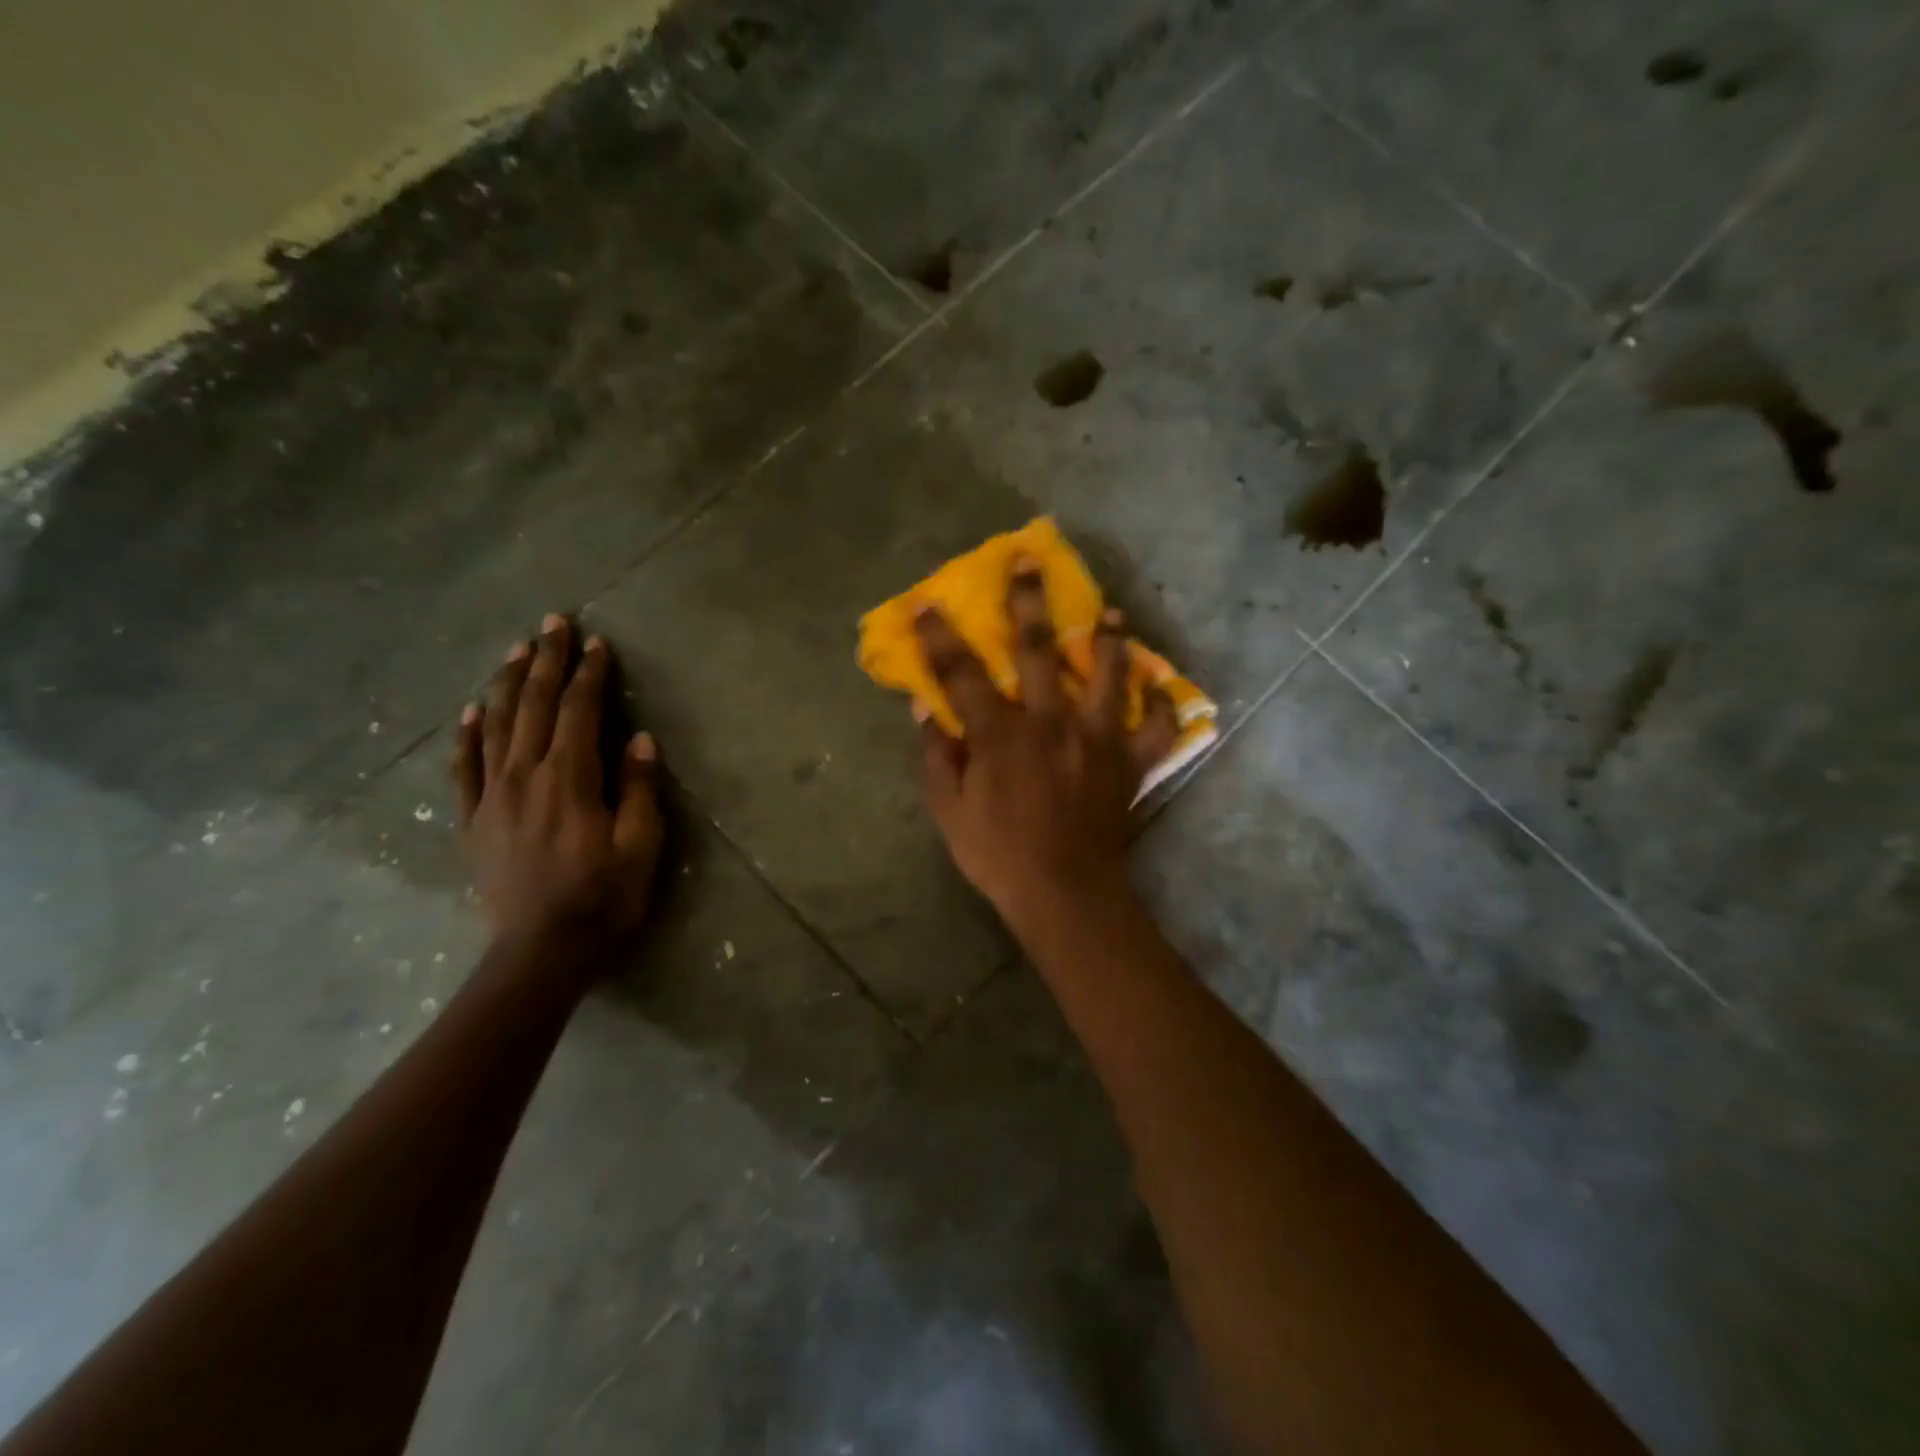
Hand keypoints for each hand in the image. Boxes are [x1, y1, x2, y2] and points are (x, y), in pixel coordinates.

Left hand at [453, 615, 663, 946]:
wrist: (540, 952)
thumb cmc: (602, 898)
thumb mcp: (640, 846)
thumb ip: (638, 790)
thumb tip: (639, 740)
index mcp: (569, 780)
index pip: (579, 712)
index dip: (588, 675)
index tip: (597, 644)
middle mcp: (524, 776)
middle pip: (533, 706)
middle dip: (546, 661)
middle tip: (554, 622)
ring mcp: (492, 797)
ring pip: (496, 726)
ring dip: (508, 683)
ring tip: (517, 649)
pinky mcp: (474, 820)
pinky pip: (464, 767)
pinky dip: (467, 734)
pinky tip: (471, 710)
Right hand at [916, 558, 1177, 933]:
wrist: (1066, 893)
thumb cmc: (999, 854)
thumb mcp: (950, 811)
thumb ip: (937, 755)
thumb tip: (924, 707)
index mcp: (1002, 734)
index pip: (963, 673)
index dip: (941, 636)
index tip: (926, 603)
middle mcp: (1052, 722)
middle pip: (1038, 651)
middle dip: (1029, 602)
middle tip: (1028, 561)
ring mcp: (1098, 739)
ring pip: (1108, 675)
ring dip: (1109, 639)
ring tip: (1110, 613)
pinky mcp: (1130, 763)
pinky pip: (1156, 729)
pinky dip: (1162, 707)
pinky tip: (1159, 689)